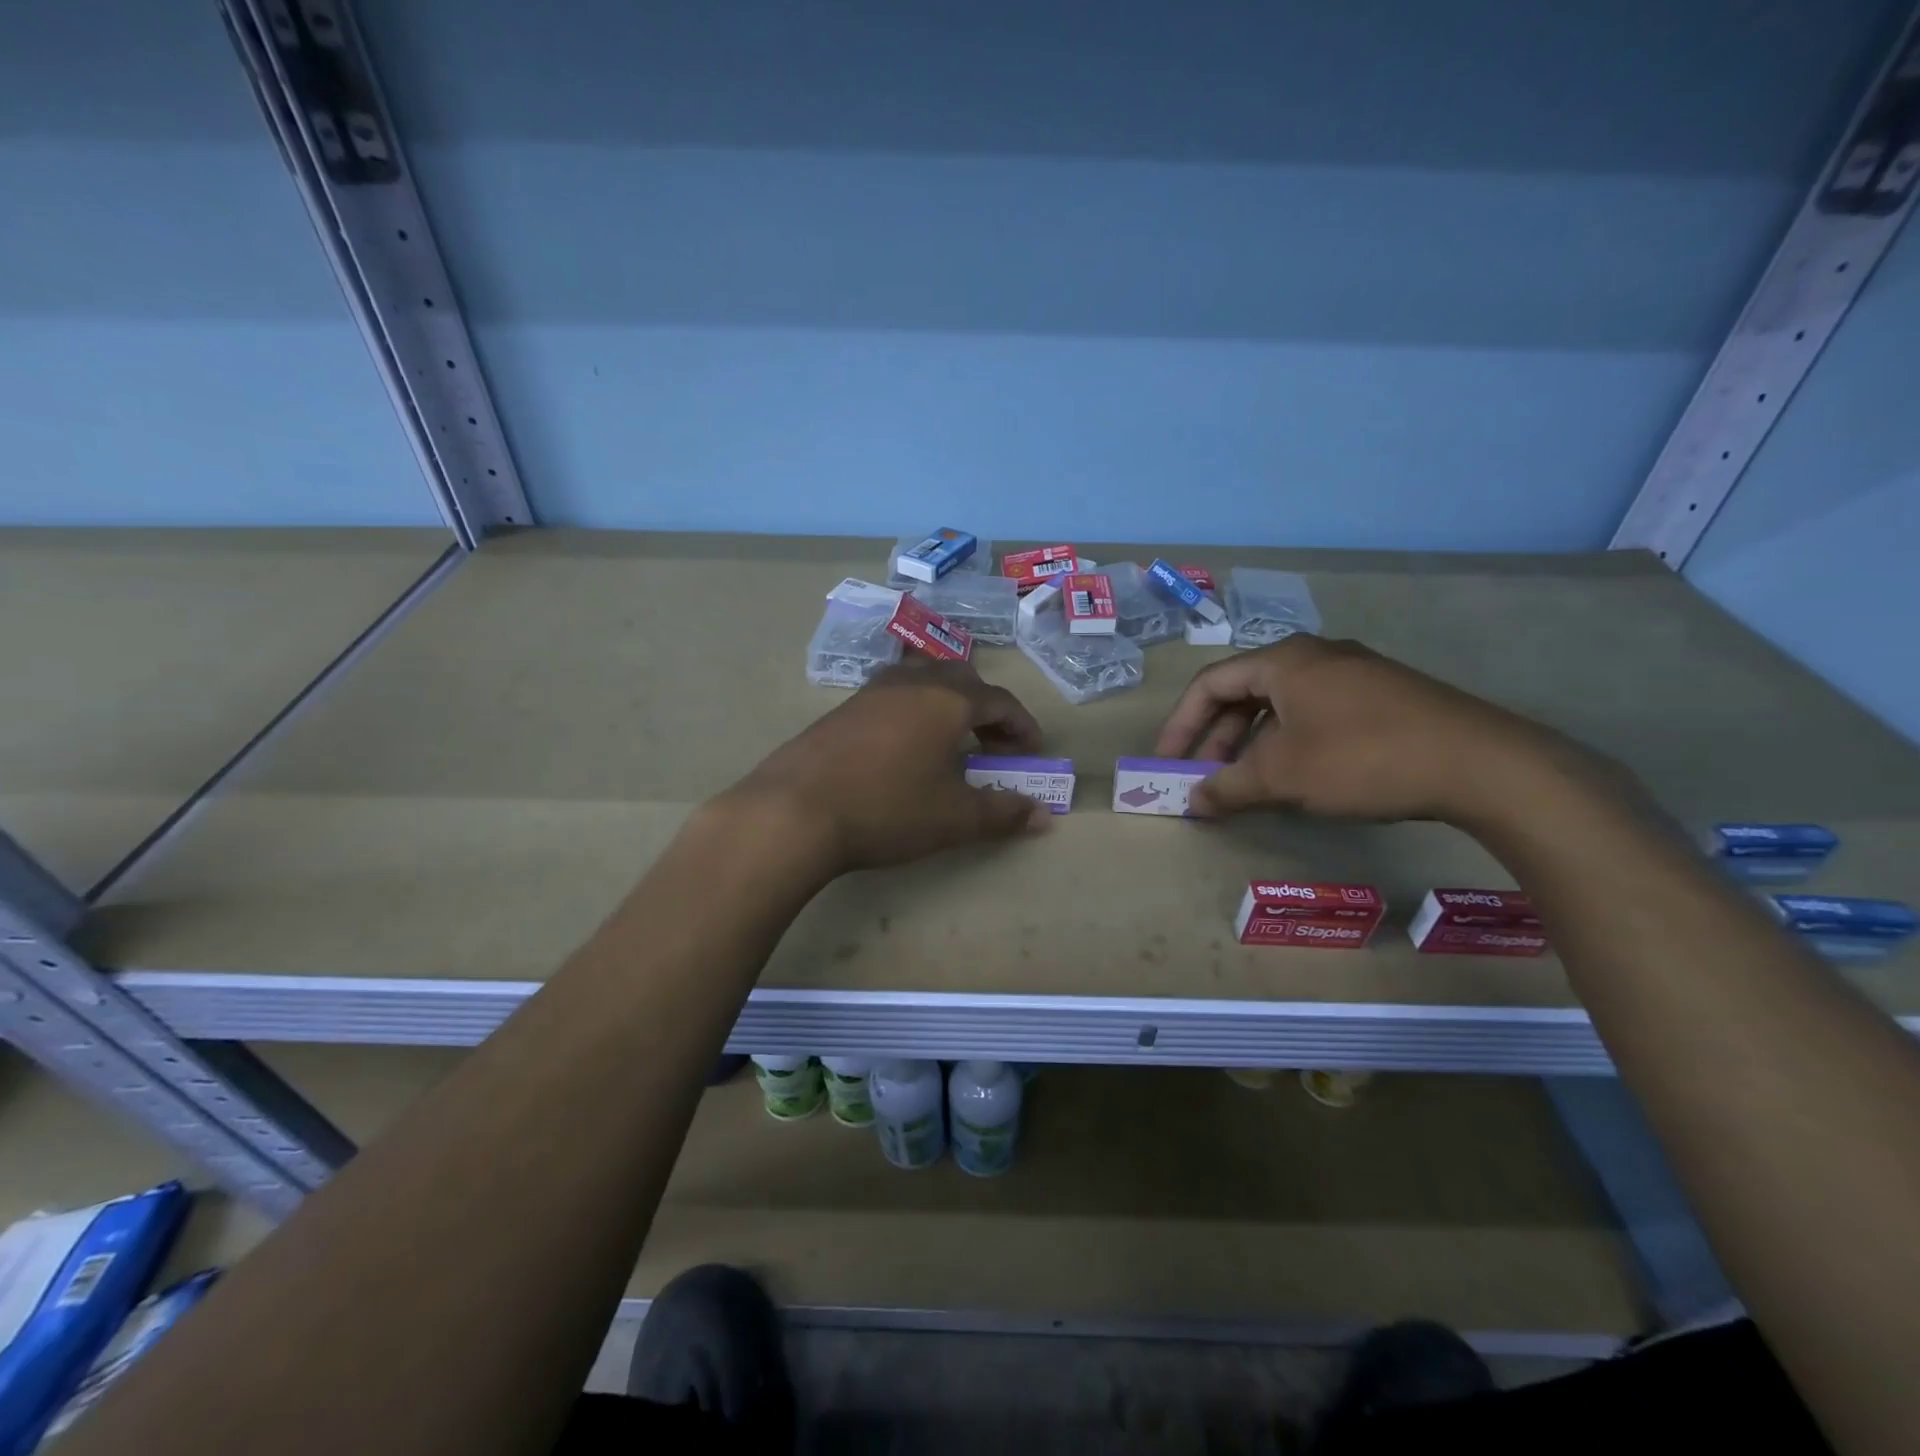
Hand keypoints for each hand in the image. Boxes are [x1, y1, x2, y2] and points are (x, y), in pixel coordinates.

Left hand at [729, 660, 1051, 872]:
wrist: (795, 811)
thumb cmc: (887, 809)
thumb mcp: (954, 817)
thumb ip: (1002, 812)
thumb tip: (1042, 816)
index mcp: (948, 699)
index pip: (1000, 701)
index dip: (1022, 726)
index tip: (1032, 752)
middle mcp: (912, 682)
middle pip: (962, 680)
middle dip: (986, 709)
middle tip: (993, 744)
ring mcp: (872, 691)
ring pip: (923, 680)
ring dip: (947, 704)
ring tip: (950, 740)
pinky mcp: (842, 708)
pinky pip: (893, 695)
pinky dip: (914, 711)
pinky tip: (905, 746)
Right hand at [1155, 634, 1589, 823]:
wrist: (1480, 764)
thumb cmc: (1362, 758)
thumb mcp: (1283, 776)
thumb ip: (1228, 787)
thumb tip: (1192, 802)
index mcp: (1284, 660)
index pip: (1210, 683)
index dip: (1181, 724)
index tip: (1168, 762)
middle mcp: (1316, 655)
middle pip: (1245, 692)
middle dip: (1218, 738)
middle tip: (1208, 778)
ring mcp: (1355, 673)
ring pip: (1282, 705)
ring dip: (1254, 743)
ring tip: (1250, 783)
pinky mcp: (1385, 696)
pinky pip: (1316, 713)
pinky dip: (1291, 742)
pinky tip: (1300, 776)